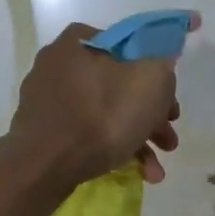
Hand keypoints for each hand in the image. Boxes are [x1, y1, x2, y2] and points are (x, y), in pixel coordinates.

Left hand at [3, 20, 193, 186]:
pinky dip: (114, 149)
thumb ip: (163, 63)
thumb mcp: (150, 80)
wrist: (46, 166)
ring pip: (106, 113)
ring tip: (156, 169)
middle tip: (168, 137)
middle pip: (120, 85)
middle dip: (151, 115)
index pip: (128, 46)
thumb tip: (162, 60)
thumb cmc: (102, 116)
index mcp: (79, 42)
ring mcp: (49, 101)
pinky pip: (88, 134)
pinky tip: (137, 173)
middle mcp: (58, 65)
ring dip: (138, 138)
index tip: (170, 99)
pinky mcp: (45, 132)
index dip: (156, 71)